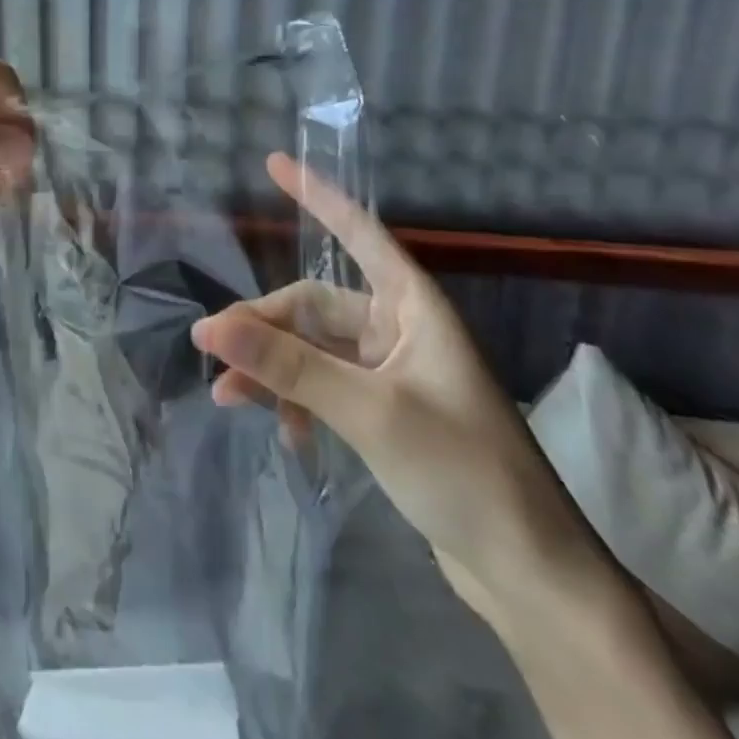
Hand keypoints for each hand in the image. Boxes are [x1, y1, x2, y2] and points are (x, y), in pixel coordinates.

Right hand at [191, 154, 604, 629]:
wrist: (529, 576)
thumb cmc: (463, 471)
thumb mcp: (368, 411)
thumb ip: (288, 365)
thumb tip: (209, 326)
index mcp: (412, 307)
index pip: (357, 232)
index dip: (315, 195)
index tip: (273, 162)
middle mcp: (399, 328)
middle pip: (312, 307)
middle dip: (264, 329)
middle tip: (216, 355)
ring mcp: (390, 372)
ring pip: (311, 350)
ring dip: (272, 369)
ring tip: (229, 397)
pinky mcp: (382, 412)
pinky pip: (322, 386)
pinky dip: (296, 403)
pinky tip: (285, 435)